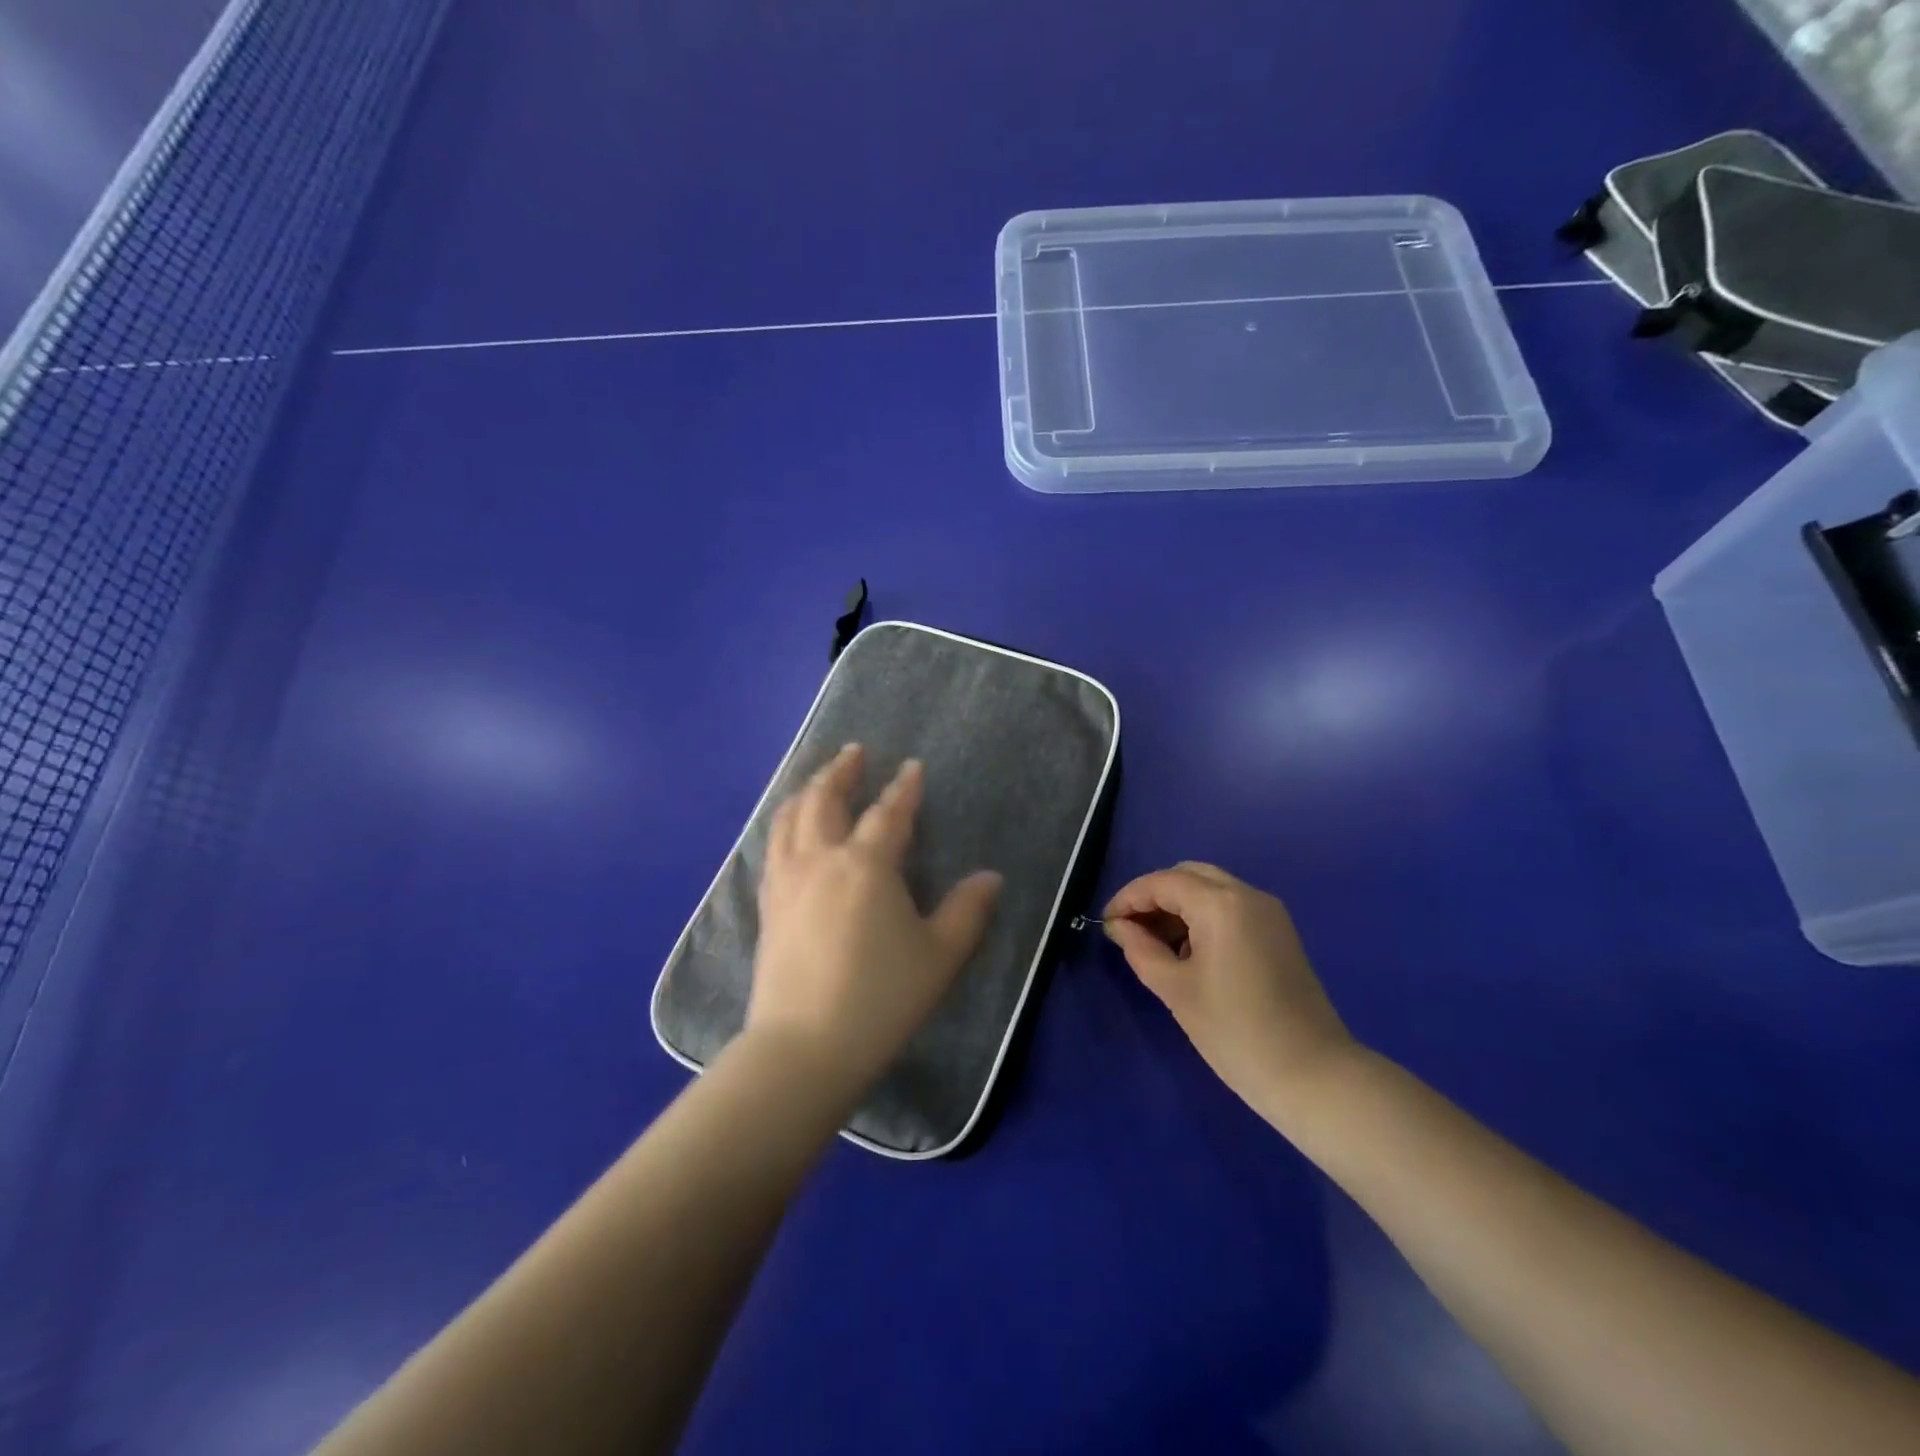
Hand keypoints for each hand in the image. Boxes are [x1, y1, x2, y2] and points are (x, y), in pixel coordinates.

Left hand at [746, 744, 1003, 1104]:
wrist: (805, 1047)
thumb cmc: (881, 997)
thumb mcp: (940, 956)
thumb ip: (967, 911)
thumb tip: (991, 878)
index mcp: (866, 865)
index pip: (887, 814)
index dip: (903, 788)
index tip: (911, 767)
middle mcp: (821, 860)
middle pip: (825, 801)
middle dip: (840, 771)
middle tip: (852, 752)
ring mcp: (787, 882)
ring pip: (790, 819)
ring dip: (806, 791)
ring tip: (817, 780)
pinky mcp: (767, 907)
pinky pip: (773, 848)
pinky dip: (783, 825)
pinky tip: (789, 832)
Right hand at [1104, 862, 1354, 1124]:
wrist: (1313, 1075)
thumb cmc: (1235, 1032)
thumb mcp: (1175, 990)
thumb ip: (1140, 949)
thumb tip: (1118, 927)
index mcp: (1221, 904)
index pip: (1162, 883)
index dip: (1128, 898)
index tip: (1106, 924)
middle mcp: (1247, 895)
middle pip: (1188, 875)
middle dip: (1154, 896)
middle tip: (1130, 930)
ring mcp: (1269, 912)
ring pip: (1210, 888)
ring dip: (1178, 906)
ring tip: (1155, 945)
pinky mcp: (1279, 932)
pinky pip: (1231, 907)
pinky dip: (1202, 916)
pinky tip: (1188, 952)